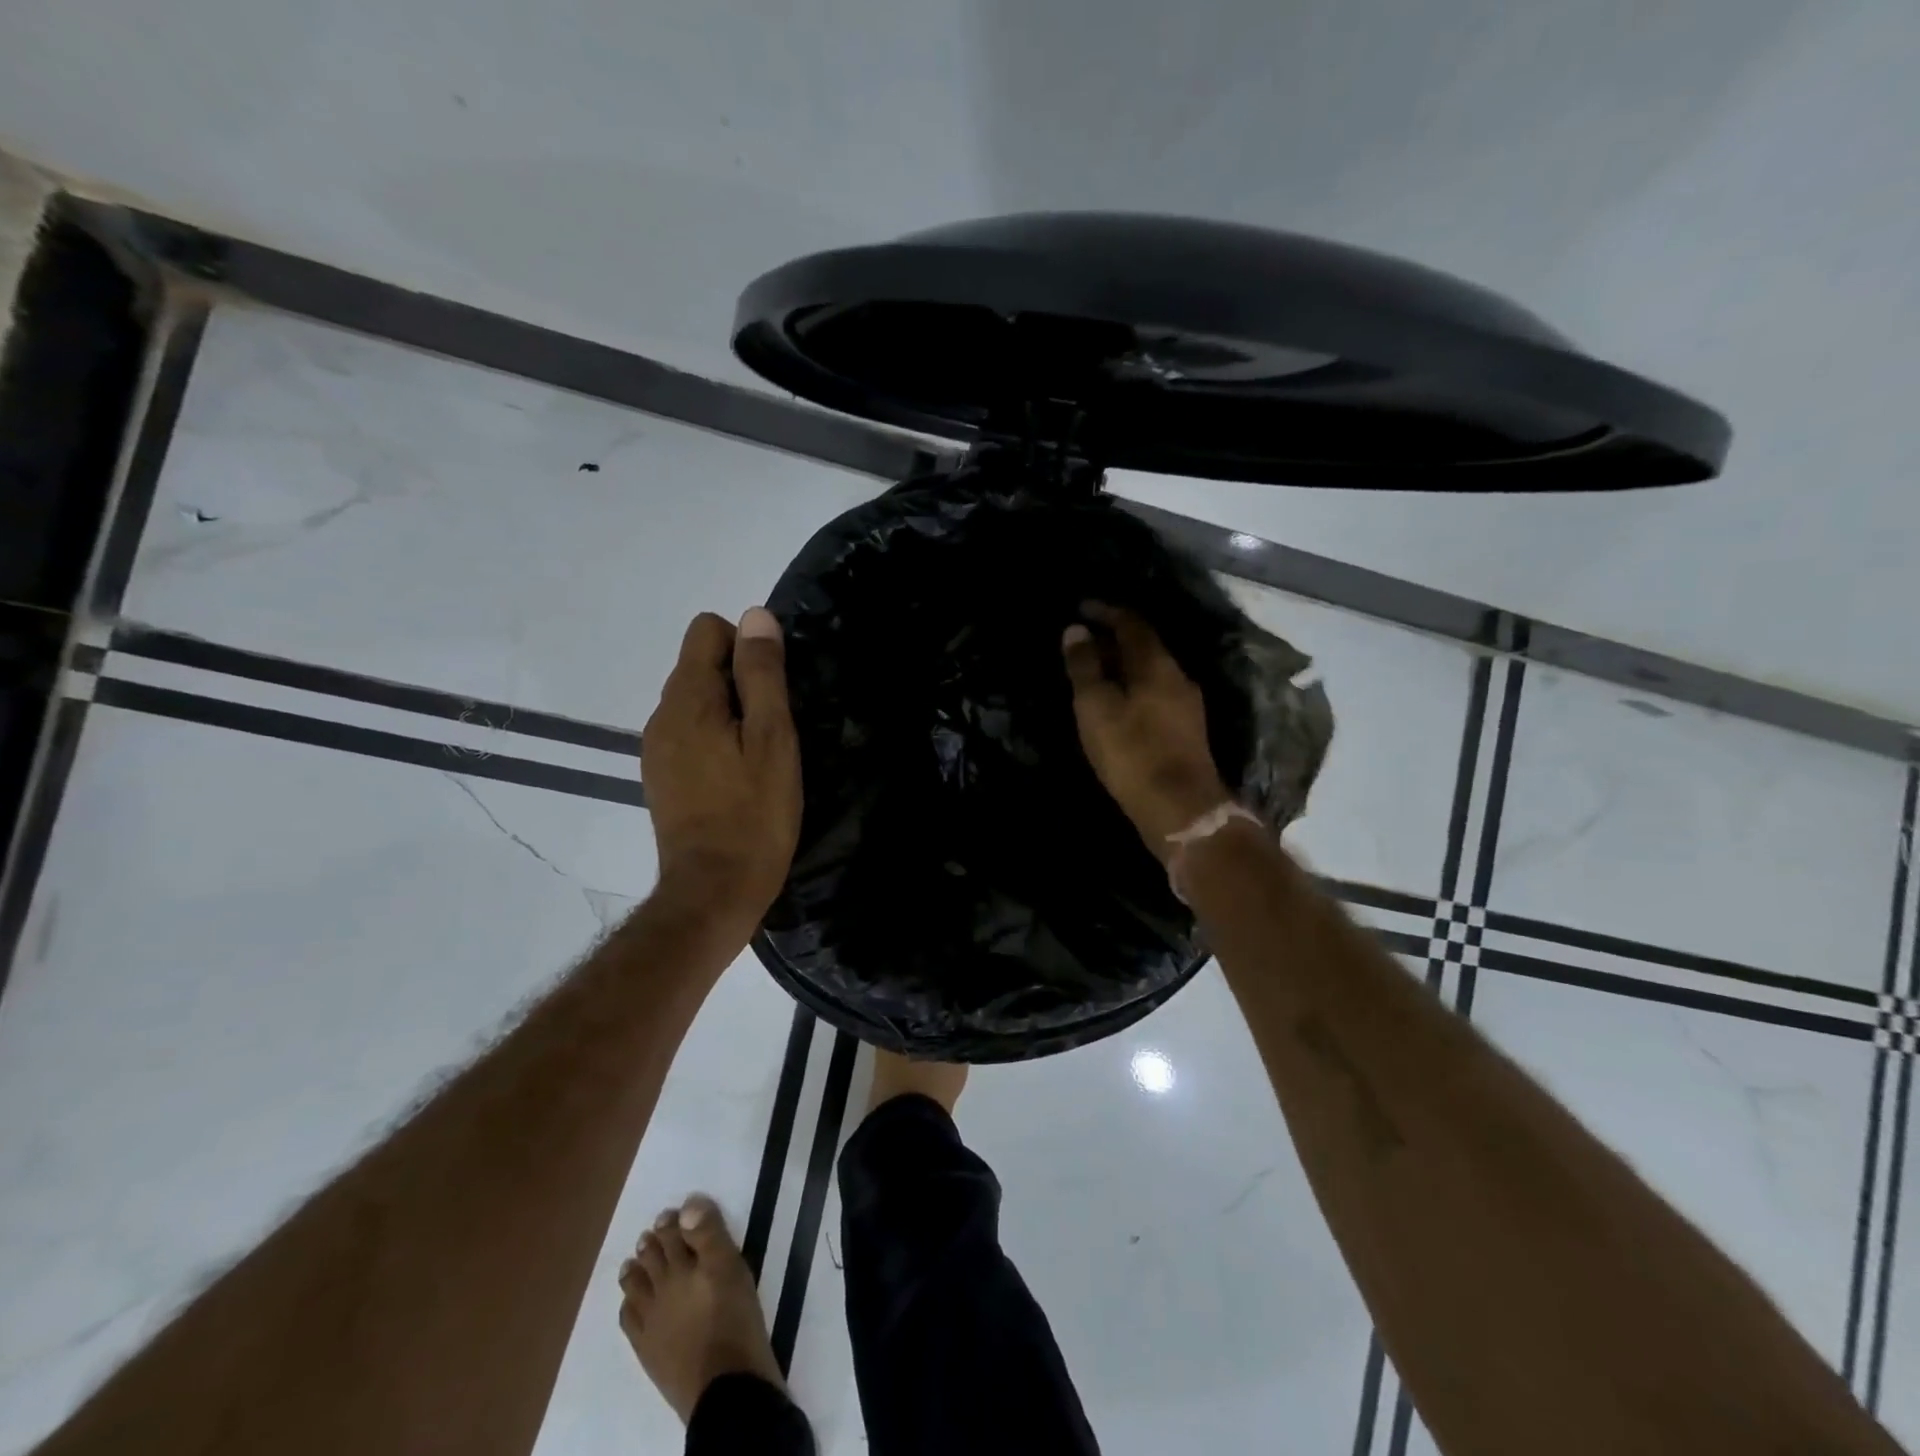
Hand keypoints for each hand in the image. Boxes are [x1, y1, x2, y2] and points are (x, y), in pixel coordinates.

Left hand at [642, 608, 801, 940]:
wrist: (713, 890)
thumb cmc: (754, 813)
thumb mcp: (772, 738)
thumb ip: (762, 675)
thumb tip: (755, 616)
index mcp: (687, 698)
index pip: (707, 630)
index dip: (746, 646)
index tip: (773, 689)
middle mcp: (661, 714)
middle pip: (700, 664)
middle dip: (739, 681)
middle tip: (774, 729)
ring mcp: (656, 747)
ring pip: (696, 701)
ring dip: (729, 712)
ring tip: (758, 755)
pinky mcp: (661, 776)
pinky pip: (689, 733)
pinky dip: (714, 739)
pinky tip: (737, 776)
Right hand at [1062, 603, 1230, 858]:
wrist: (1180, 809)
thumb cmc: (1132, 753)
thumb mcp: (1096, 707)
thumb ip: (1085, 667)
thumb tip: (1076, 630)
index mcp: (1156, 664)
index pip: (1131, 623)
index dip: (1106, 611)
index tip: (1081, 607)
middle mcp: (1177, 676)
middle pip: (1145, 645)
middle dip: (1114, 638)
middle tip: (1083, 639)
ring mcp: (1186, 704)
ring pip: (1151, 671)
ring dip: (1124, 664)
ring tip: (1095, 670)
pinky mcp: (1186, 729)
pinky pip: (1155, 692)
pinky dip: (1133, 686)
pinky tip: (1118, 701)